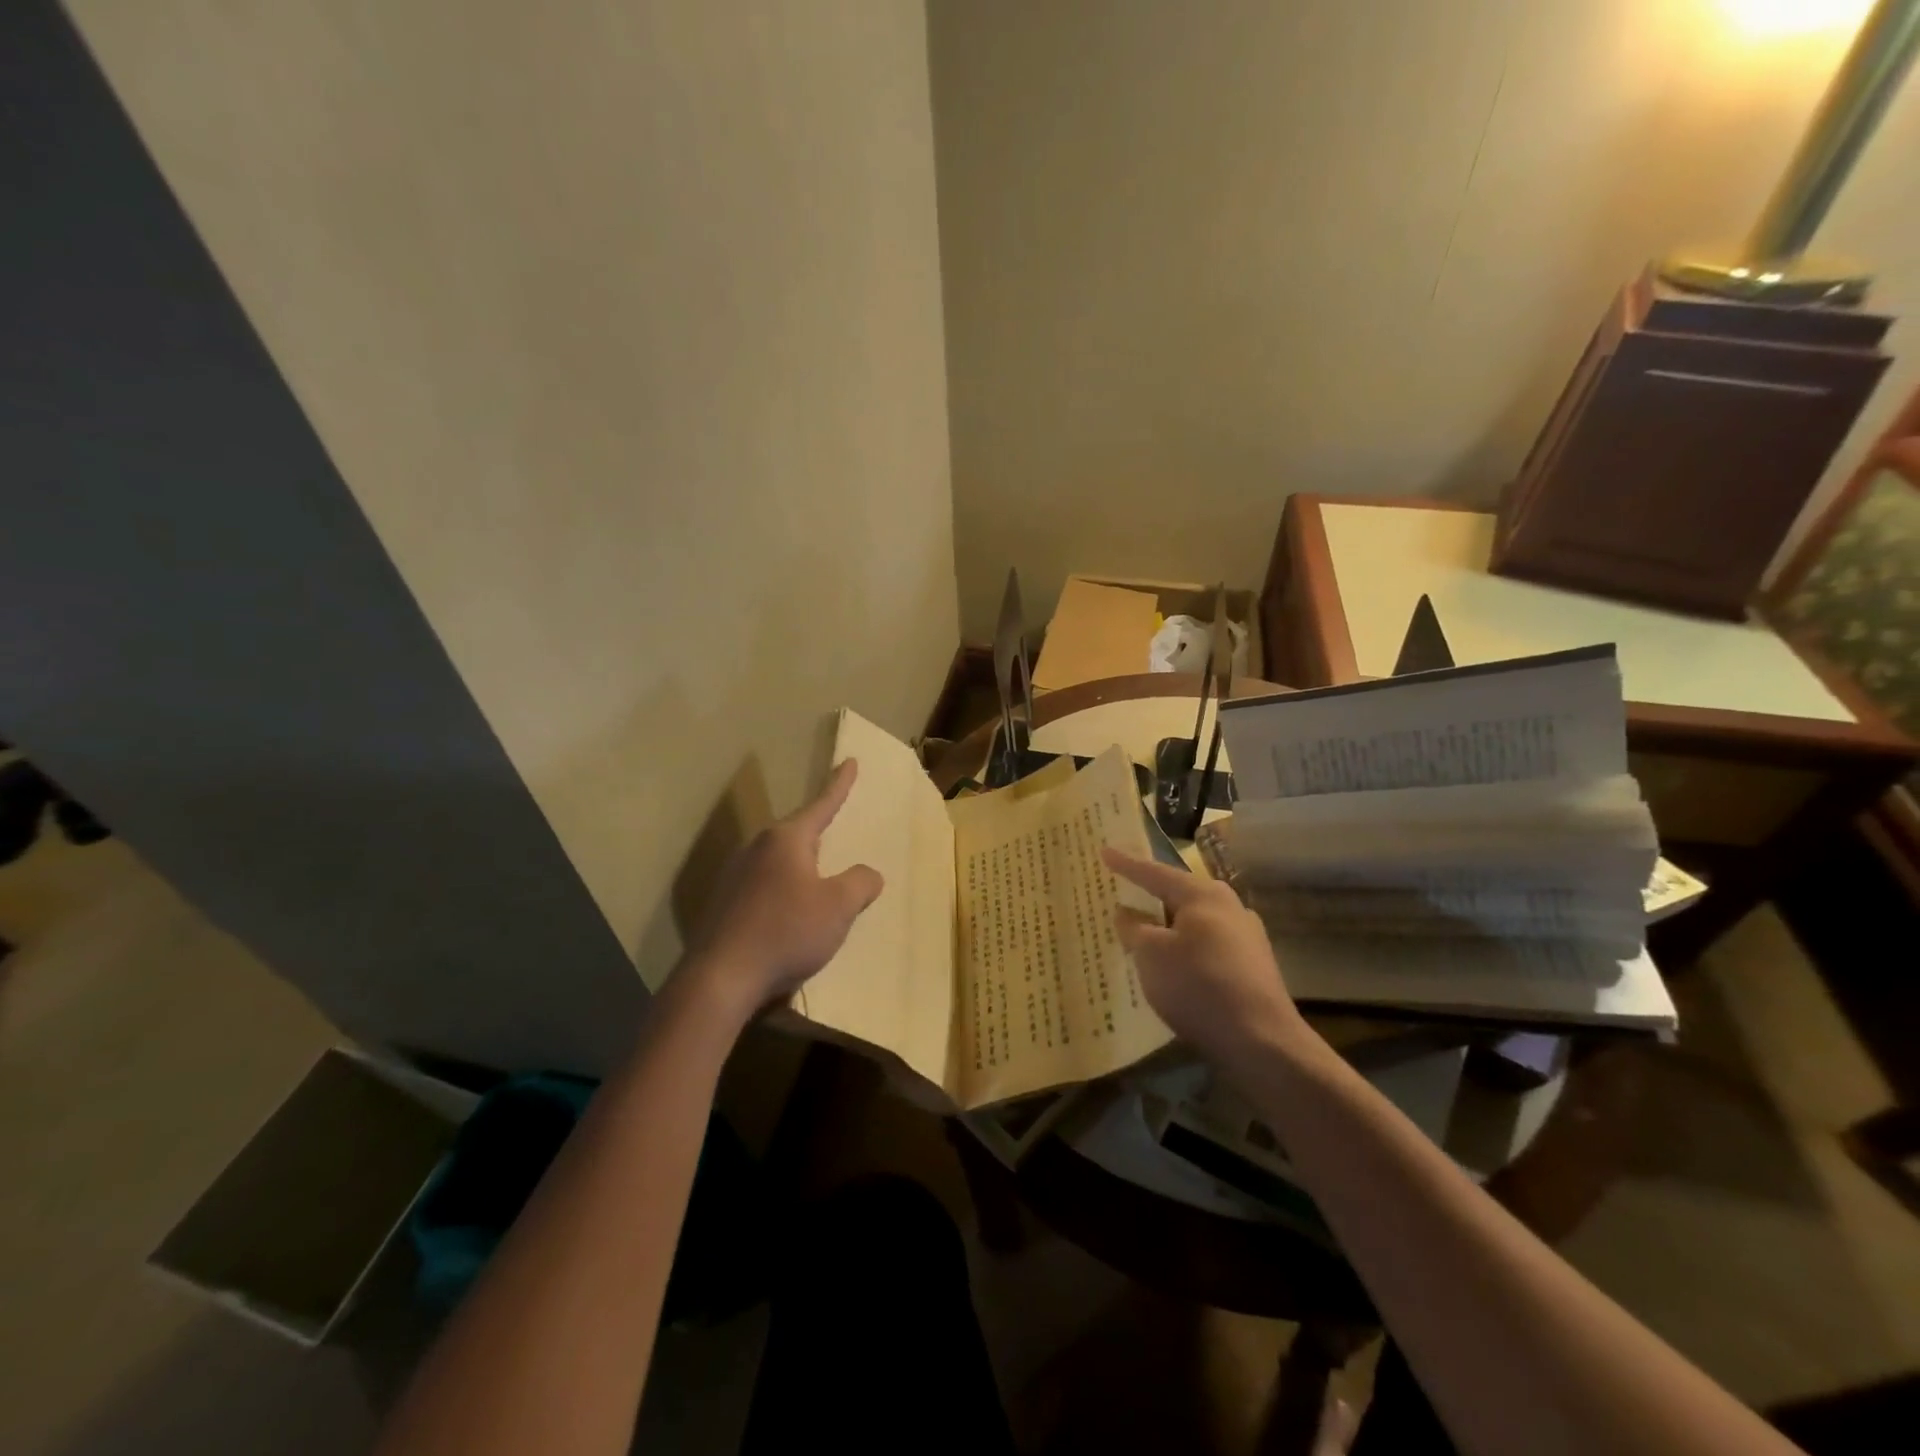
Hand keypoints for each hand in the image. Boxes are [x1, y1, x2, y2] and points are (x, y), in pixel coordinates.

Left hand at [680, 760, 882, 1025]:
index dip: (840, 785)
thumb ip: (860, 884)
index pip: (821, 805)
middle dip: (818, 835)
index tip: (851, 761)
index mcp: (786, 840)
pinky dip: (783, 894)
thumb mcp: (838, 907)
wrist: (720, 979)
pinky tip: (789, 917)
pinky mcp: (724, 906)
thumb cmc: (786, 932)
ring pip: (778, 863)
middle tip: (837, 831)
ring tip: (817, 882)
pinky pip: (764, 888)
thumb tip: (868, 874)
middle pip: (797, 835)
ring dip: (800, 869)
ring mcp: (735, 877)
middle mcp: (757, 849)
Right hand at [1103, 848, 1309, 1069]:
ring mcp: (1247, 937)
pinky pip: (1208, 947)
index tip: (1104, 851)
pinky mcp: (1252, 967)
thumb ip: (1133, 928)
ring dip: (1169, 928)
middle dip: (1151, 897)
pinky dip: (1185, 950)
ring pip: (1195, 923)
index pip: (1155, 873)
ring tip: (1144, 934)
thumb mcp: (1151, 954)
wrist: (1261, 1041)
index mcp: (1204, 895)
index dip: (1126, 864)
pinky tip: (1174, 967)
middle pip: (1179, 896)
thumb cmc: (1198, 984)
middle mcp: (1230, 907)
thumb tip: (1126, 912)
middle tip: (1124, 894)